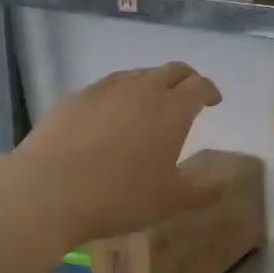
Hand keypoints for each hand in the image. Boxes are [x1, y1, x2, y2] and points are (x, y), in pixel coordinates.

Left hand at [13, 63, 224, 247]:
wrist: (49, 189)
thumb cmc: (120, 196)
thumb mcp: (171, 202)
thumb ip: (204, 191)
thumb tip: (223, 183)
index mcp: (173, 109)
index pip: (200, 86)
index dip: (210, 91)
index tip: (214, 101)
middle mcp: (143, 89)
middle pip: (172, 71)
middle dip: (186, 80)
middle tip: (189, 95)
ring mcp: (106, 90)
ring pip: (138, 75)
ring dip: (153, 83)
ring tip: (151, 103)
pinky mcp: (76, 97)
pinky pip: (108, 86)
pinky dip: (121, 93)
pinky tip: (113, 114)